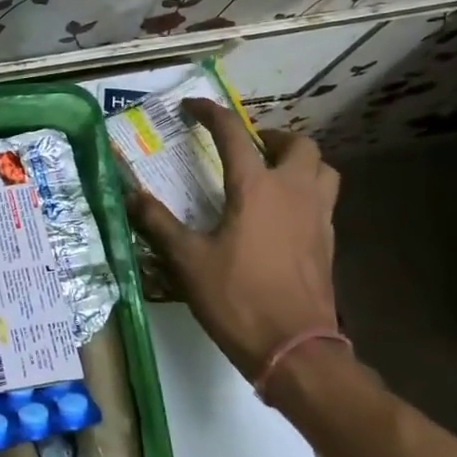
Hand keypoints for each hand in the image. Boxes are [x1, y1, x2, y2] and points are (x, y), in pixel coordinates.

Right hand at [128, 100, 340, 384]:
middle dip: (271, 136)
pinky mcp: (328, 244)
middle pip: (299, 144)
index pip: (234, 134)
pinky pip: (323, 200)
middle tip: (246, 147)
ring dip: (298, 161)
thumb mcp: (186, 259)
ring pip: (322, 170)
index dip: (211, 114)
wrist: (295, 349)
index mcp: (257, 188)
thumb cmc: (237, 298)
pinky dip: (304, 192)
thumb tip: (129, 195)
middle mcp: (293, 192)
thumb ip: (157, 222)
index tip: (192, 107)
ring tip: (270, 174)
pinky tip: (279, 215)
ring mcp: (318, 218)